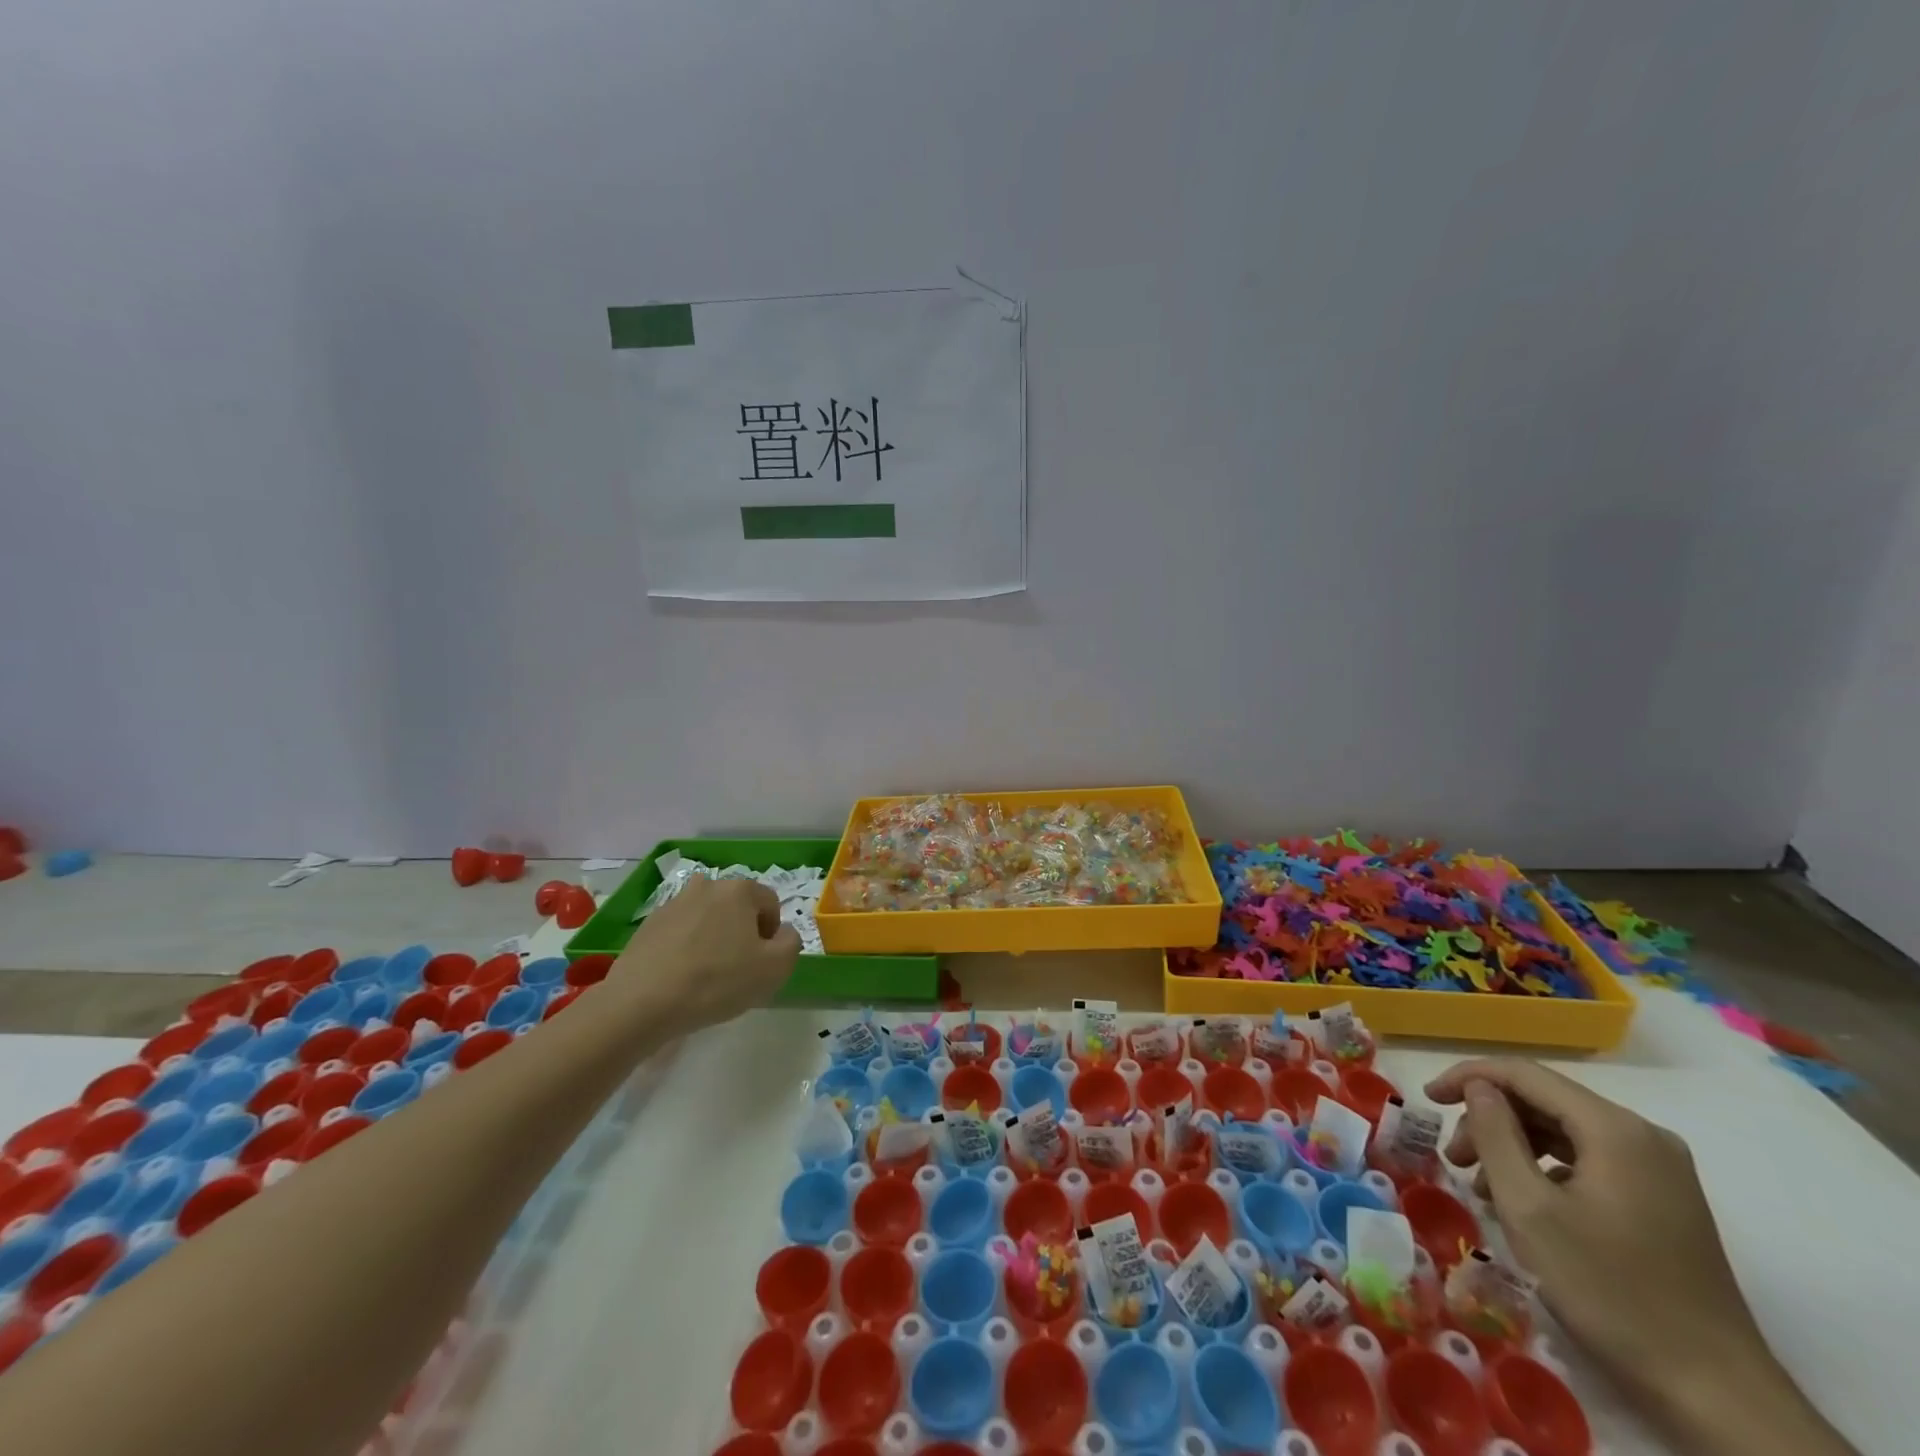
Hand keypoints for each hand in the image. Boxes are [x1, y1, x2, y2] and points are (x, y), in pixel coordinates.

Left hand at [610, 875, 799, 1032]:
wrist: (641, 1002)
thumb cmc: (717, 982)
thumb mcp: (775, 968)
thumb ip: (791, 943)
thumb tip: (782, 933)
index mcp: (739, 890)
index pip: (770, 904)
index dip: (772, 934)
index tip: (761, 963)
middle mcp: (707, 886)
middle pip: (737, 908)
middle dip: (741, 933)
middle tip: (736, 969)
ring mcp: (674, 902)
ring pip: (707, 918)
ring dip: (713, 938)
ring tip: (706, 975)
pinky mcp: (649, 924)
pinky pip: (680, 932)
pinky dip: (686, 947)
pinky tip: (681, 976)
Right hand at [1425, 1060, 1856, 1455]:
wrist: (1716, 1395)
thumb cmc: (1610, 1291)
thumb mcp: (1529, 1207)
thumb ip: (1495, 1133)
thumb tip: (1479, 1088)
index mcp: (1614, 1129)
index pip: (1523, 1074)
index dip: (1468, 1077)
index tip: (1427, 1100)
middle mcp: (1643, 1135)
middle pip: (1544, 1101)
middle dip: (1489, 1120)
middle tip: (1452, 1158)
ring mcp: (1660, 1170)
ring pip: (1563, 1132)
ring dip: (1513, 1147)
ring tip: (1480, 1186)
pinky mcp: (1663, 1200)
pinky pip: (1588, 1160)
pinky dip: (1545, 1169)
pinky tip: (1523, 1203)